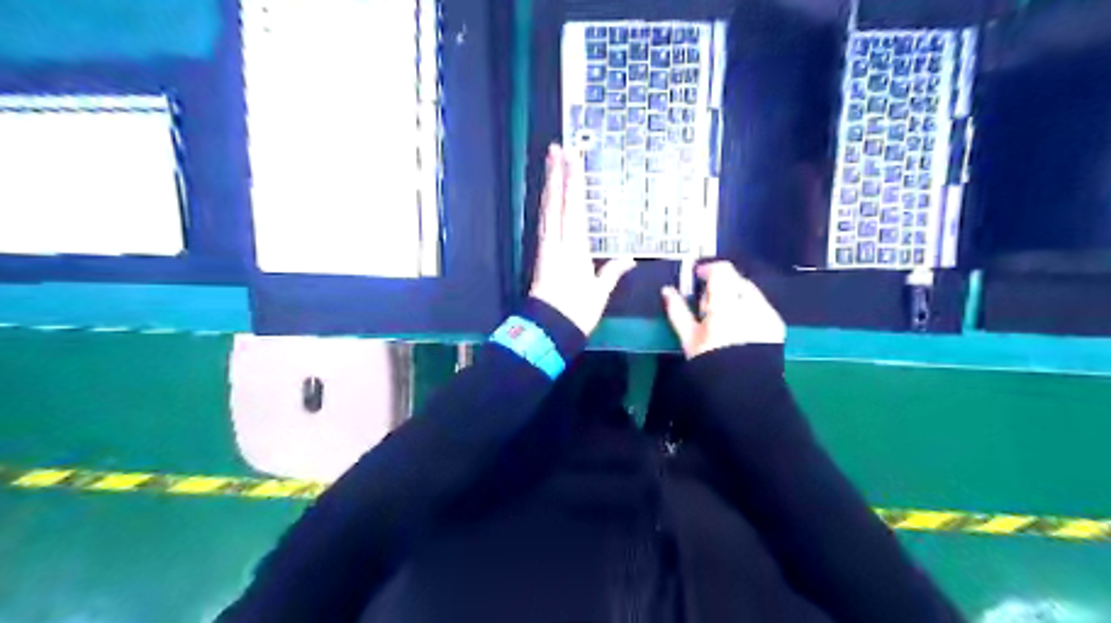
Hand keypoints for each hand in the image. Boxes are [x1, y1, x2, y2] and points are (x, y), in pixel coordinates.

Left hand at [528, 142, 632, 335]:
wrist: (547, 328)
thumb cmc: (576, 312)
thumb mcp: (599, 293)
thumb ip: (611, 272)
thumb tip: (628, 259)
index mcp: (574, 248)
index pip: (573, 207)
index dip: (573, 181)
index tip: (572, 158)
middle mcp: (557, 242)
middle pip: (555, 202)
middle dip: (555, 174)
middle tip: (554, 149)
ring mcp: (546, 247)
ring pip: (546, 209)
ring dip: (548, 185)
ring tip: (549, 164)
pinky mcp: (540, 254)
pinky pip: (542, 222)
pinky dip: (545, 205)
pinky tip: (546, 198)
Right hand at [662, 264, 783, 360]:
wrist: (742, 391)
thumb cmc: (710, 363)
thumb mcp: (688, 338)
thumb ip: (678, 310)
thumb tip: (667, 291)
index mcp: (727, 304)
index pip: (721, 271)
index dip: (707, 269)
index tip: (697, 277)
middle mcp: (751, 304)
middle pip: (736, 280)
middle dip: (721, 286)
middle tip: (706, 305)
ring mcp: (767, 314)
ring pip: (749, 293)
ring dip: (735, 298)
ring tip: (723, 319)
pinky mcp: (777, 325)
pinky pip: (761, 308)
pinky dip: (749, 311)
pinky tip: (740, 329)